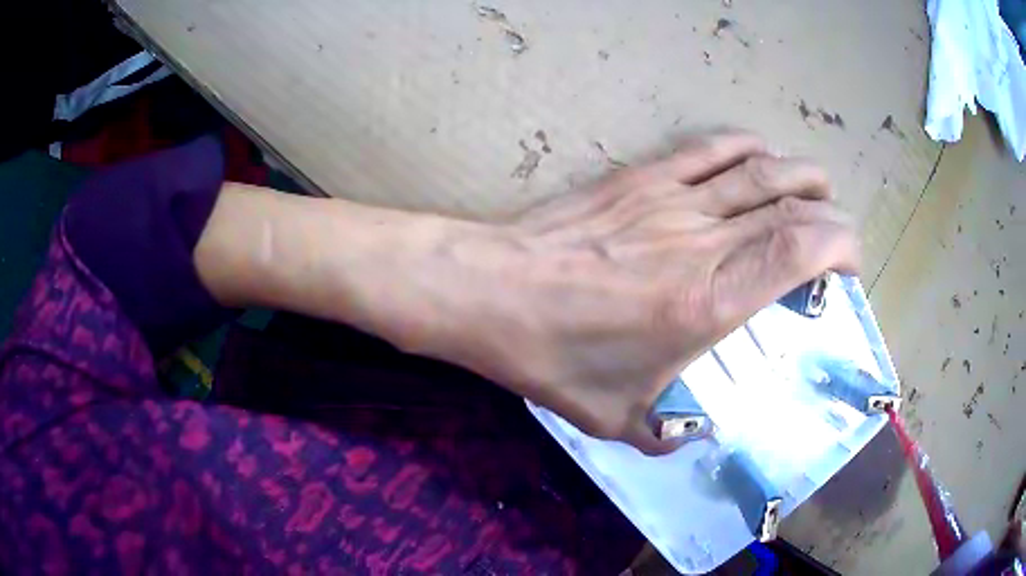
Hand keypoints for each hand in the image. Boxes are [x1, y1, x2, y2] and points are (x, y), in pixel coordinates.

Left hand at [404, 131, 859, 453]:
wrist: (490, 291)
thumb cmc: (552, 357)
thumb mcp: (615, 419)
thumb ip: (668, 434)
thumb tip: (695, 433)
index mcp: (708, 301)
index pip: (799, 250)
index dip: (840, 246)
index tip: (849, 265)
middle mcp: (702, 240)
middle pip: (790, 204)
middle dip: (830, 214)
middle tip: (837, 236)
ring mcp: (671, 199)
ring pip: (758, 166)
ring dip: (799, 173)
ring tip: (816, 191)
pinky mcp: (640, 177)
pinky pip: (707, 149)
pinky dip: (743, 145)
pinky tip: (759, 152)